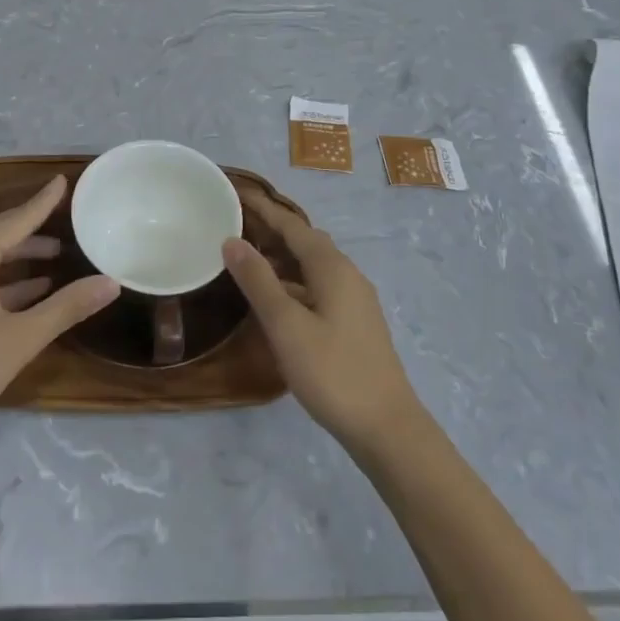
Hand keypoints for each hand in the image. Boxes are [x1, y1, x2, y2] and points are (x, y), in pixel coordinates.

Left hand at [0, 176, 118, 450]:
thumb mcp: (21, 338)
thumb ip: (67, 307)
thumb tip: (111, 283)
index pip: (16, 219)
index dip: (43, 202)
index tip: (63, 180)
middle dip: (34, 233)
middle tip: (69, 226)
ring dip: (20, 261)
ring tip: (56, 260)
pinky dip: (3, 283)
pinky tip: (28, 296)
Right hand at [225, 190, 425, 457]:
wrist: (386, 427)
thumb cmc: (332, 372)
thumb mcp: (286, 326)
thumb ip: (258, 281)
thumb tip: (232, 240)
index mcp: (332, 267)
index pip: (292, 225)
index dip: (264, 209)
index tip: (236, 193)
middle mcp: (347, 274)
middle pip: (305, 240)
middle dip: (273, 228)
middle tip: (236, 223)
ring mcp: (354, 300)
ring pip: (312, 265)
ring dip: (282, 256)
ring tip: (248, 257)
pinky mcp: (354, 323)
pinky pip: (318, 285)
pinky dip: (293, 280)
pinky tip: (276, 298)